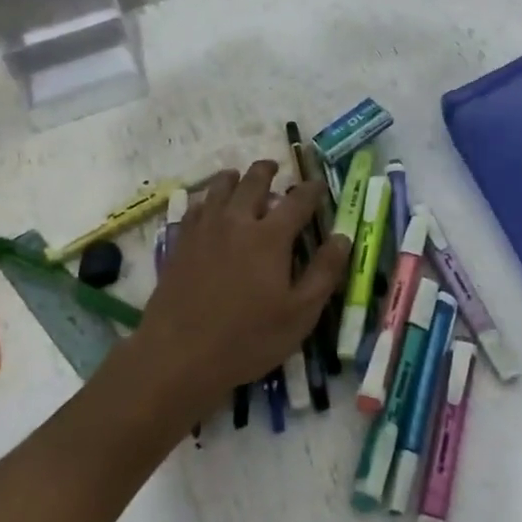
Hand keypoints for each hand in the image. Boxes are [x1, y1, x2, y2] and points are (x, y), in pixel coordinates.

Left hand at [120, 161, 349, 425]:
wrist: (178, 354)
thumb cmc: (248, 338)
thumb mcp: (300, 314)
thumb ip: (324, 272)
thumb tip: (342, 238)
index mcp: (270, 236)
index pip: (297, 201)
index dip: (311, 189)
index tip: (318, 183)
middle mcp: (236, 222)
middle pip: (253, 182)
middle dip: (267, 171)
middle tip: (274, 167)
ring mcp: (203, 230)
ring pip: (218, 188)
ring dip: (233, 178)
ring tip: (238, 177)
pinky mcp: (179, 243)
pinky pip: (193, 207)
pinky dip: (206, 199)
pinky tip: (207, 207)